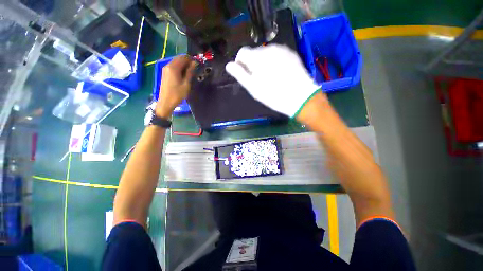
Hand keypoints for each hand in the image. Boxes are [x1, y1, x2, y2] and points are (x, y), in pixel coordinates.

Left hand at [156, 56, 196, 118]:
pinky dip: (179, 68)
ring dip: (183, 65)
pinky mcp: (165, 73)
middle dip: (187, 61)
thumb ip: (190, 72)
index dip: (191, 59)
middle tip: (194, 69)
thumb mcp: (186, 84)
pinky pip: (173, 66)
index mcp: (173, 67)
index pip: (183, 57)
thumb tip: (194, 63)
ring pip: (176, 62)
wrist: (166, 102)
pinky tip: (183, 74)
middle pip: (179, 58)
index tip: (197, 64)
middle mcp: (168, 65)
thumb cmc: (177, 94)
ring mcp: (165, 69)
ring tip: (190, 72)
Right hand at [225, 44, 320, 116]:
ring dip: (264, 62)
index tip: (244, 74)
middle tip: (258, 80)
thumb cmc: (273, 95)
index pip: (242, 52)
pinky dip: (274, 62)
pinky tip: (279, 73)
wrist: (300, 97)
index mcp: (256, 57)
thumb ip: (239, 74)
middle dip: (253, 64)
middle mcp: (268, 48)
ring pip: (266, 53)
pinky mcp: (291, 53)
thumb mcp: (253, 87)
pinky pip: (277, 55)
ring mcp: (281, 49)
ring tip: (270, 78)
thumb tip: (228, 65)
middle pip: (255, 52)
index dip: (240, 63)